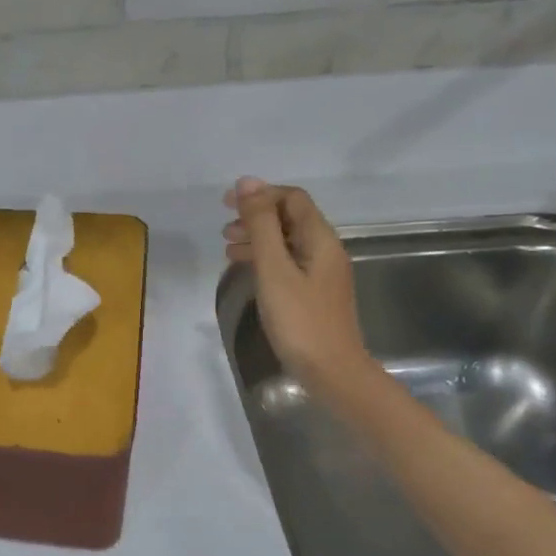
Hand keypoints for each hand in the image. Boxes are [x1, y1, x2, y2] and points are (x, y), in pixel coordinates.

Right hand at [223, 177, 375, 395]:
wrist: (332, 372)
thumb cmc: (300, 320)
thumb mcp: (274, 268)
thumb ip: (261, 225)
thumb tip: (247, 182)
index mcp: (320, 239)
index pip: (292, 198)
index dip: (260, 194)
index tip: (226, 205)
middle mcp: (325, 250)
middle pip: (290, 218)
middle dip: (256, 216)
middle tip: (224, 229)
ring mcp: (321, 273)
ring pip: (287, 241)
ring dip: (257, 238)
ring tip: (227, 249)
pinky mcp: (313, 293)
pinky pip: (287, 262)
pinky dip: (264, 258)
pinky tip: (245, 270)